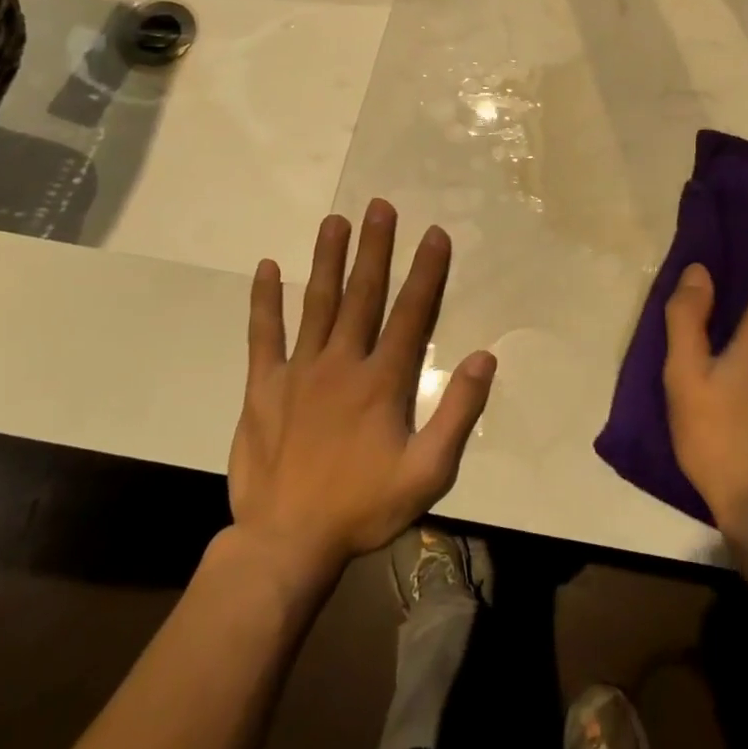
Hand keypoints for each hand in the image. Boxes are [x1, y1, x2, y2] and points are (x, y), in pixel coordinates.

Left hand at [226, 200, 495, 582]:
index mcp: (383, 381)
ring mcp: (298, 372)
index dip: (427, 271)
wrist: (286, 542)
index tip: (435, 234)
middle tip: (380, 206)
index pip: (411, 313)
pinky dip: (264, 301)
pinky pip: (263, 335)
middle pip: (362, 295)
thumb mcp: (428, 472)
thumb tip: (485, 357)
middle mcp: (342, 363)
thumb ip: (458, 413)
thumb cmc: (363, 507)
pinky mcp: (262, 387)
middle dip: (375, 248)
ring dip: (327, 259)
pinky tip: (267, 268)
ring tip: (335, 220)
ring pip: (317, 303)